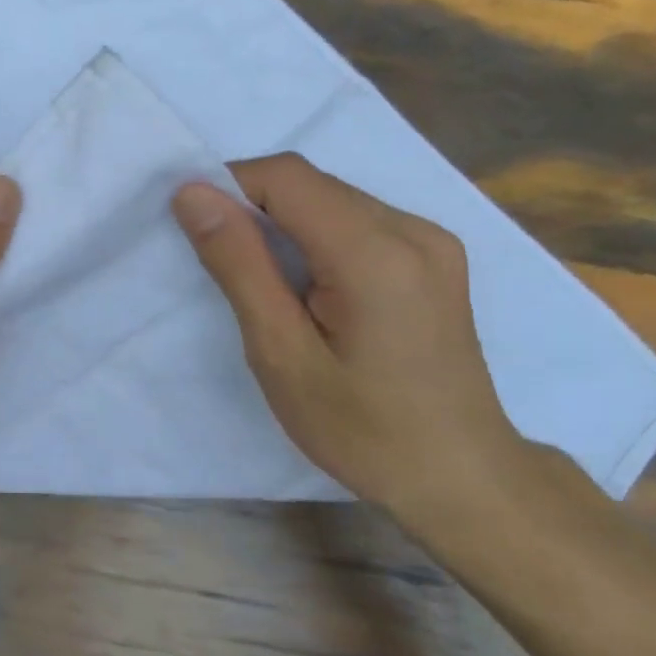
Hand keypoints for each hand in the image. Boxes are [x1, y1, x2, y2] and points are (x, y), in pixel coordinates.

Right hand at [172, 154, 523, 525]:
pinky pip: (359, 220)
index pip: (286, 177)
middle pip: (312, 184)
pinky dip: (318, 236)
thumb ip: (238, 264)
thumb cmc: (362, 430)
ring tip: (270, 287)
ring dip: (285, 224)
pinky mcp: (437, 258)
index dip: (230, 187)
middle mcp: (413, 229)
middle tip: (228, 269)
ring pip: (333, 198)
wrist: (462, 479)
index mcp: (376, 253)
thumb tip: (193, 193)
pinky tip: (314, 289)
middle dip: (255, 208)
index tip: (199, 233)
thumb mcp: (281, 353)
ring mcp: (433, 241)